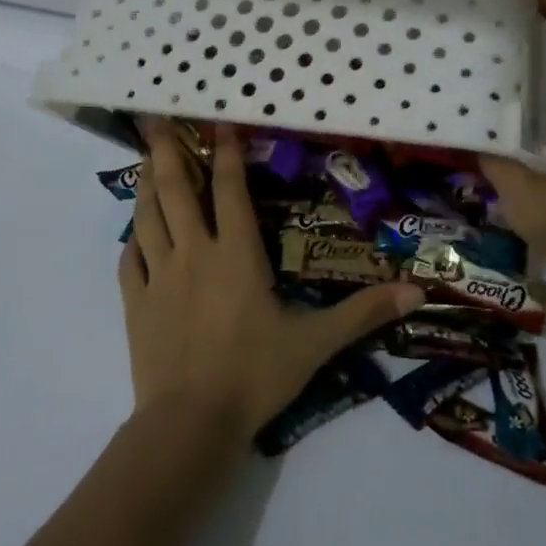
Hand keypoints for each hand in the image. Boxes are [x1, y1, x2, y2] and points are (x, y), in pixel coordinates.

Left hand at [120, 119, 423, 437]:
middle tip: (156, 122)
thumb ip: (362, 313)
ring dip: (146, 185)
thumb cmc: (255, 375)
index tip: (219, 122)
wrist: (191, 423)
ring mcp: (159, 277)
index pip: (229, 189)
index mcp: (236, 253)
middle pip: (176, 190)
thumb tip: (417, 292)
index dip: (225, 152)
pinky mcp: (136, 304)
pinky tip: (134, 233)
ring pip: (147, 217)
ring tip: (146, 161)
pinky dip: (131, 240)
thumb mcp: (315, 343)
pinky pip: (129, 261)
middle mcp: (194, 253)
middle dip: (168, 152)